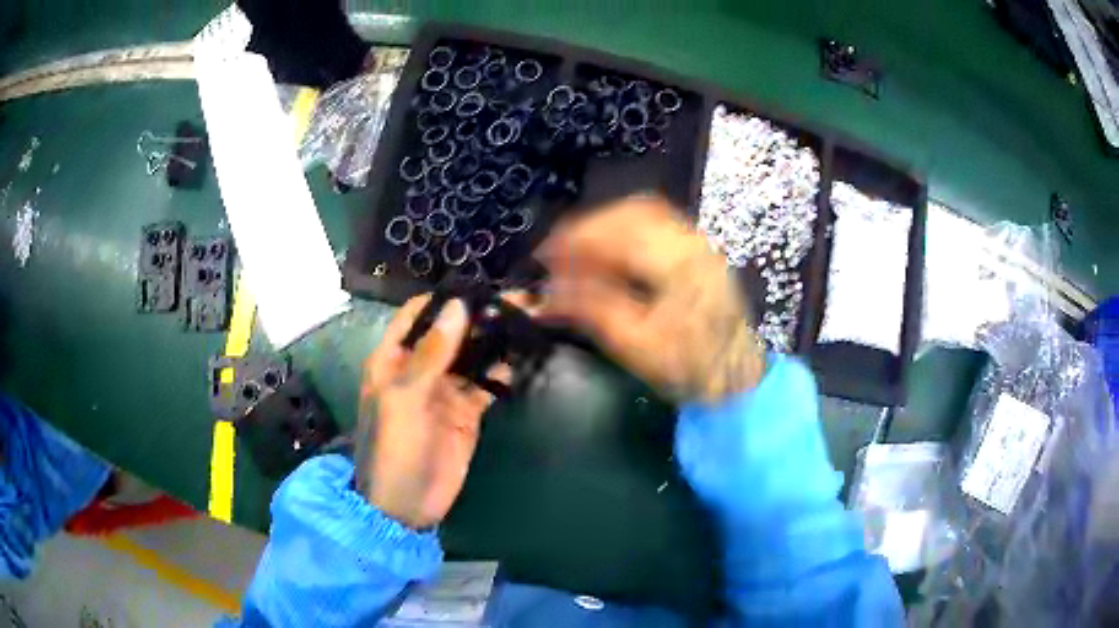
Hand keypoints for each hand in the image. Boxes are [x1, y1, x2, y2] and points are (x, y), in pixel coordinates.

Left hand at [353, 295, 504, 529]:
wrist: (406, 505)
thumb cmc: (395, 449)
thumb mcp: (405, 398)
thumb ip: (431, 354)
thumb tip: (457, 306)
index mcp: (394, 358)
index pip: (418, 315)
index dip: (444, 299)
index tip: (479, 286)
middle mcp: (420, 368)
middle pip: (452, 332)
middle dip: (480, 316)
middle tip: (520, 299)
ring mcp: (445, 390)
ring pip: (472, 355)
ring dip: (495, 339)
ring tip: (529, 319)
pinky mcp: (467, 412)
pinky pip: (486, 383)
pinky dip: (502, 370)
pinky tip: (522, 355)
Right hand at [537, 194, 764, 403]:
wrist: (735, 373)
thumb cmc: (689, 366)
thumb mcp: (635, 344)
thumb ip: (591, 310)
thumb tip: (549, 295)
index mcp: (677, 264)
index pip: (617, 234)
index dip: (575, 240)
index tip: (546, 255)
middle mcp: (690, 242)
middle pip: (629, 212)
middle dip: (586, 228)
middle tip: (558, 252)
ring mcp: (697, 241)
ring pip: (642, 212)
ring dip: (604, 225)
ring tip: (579, 250)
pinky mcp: (696, 248)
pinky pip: (655, 222)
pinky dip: (624, 229)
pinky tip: (609, 250)